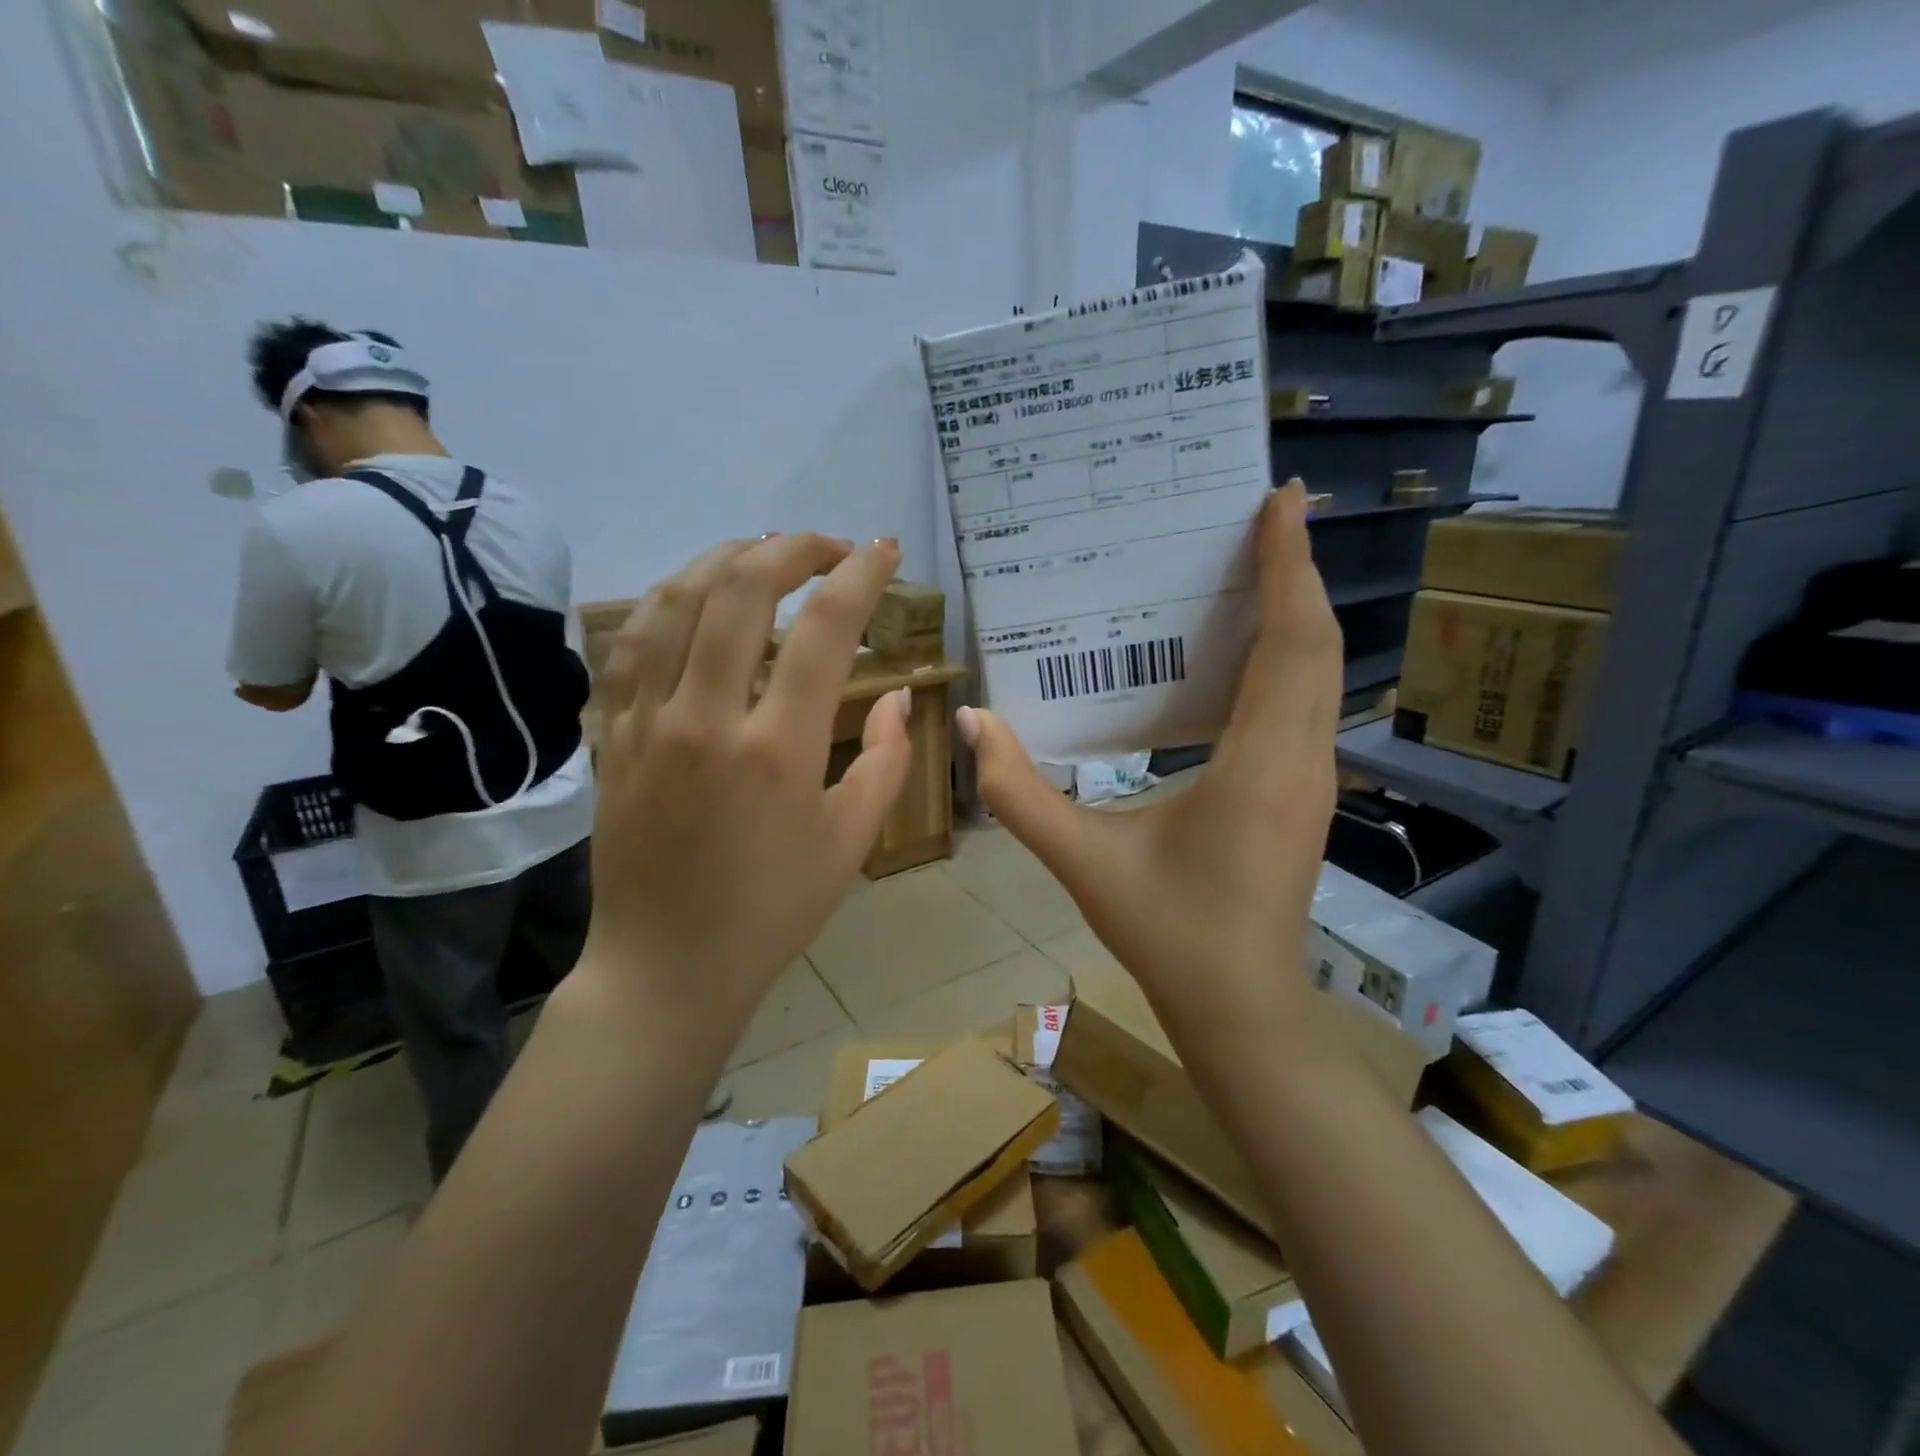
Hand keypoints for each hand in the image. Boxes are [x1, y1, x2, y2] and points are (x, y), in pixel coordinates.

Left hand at [581, 533, 910, 1026]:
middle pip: (742, 590)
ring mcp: (646, 722)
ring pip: (674, 601)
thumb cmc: (772, 912)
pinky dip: (665, 602)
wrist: (666, 967)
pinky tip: (692, 595)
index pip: (824, 630)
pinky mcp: (611, 735)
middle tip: (829, 548)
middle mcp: (706, 718)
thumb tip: (897, 697)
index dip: (860, 576)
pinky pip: (629, 644)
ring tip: (763, 553)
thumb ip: (885, 761)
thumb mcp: (851, 842)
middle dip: (794, 549)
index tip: (883, 551)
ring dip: (724, 559)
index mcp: (777, 749)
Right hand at [961, 481, 1340, 1034]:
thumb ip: (1018, 793)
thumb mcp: (1083, 861)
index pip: (1292, 642)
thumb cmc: (1168, 933)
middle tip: (1269, 512)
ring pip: (1322, 672)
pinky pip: (1309, 701)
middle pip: (1317, 644)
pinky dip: (1292, 653)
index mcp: (1260, 762)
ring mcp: (1313, 776)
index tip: (1281, 501)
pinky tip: (1250, 646)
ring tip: (1261, 562)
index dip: (1289, 566)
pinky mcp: (1305, 791)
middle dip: (1298, 570)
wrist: (1241, 1005)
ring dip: (1299, 610)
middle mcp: (1303, 757)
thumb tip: (976, 722)